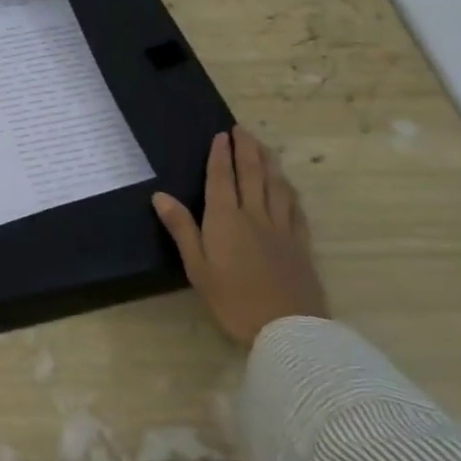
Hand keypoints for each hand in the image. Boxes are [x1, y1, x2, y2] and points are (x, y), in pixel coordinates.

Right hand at [152, 127, 327, 346]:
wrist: (289, 330)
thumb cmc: (233, 300)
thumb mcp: (197, 267)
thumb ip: (182, 229)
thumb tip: (160, 196)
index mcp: (225, 219)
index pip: (222, 178)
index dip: (221, 155)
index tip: (222, 135)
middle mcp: (254, 216)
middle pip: (252, 175)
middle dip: (247, 150)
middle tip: (243, 129)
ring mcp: (281, 229)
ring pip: (276, 187)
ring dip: (269, 163)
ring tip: (264, 148)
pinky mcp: (300, 245)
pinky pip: (295, 209)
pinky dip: (289, 192)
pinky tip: (288, 187)